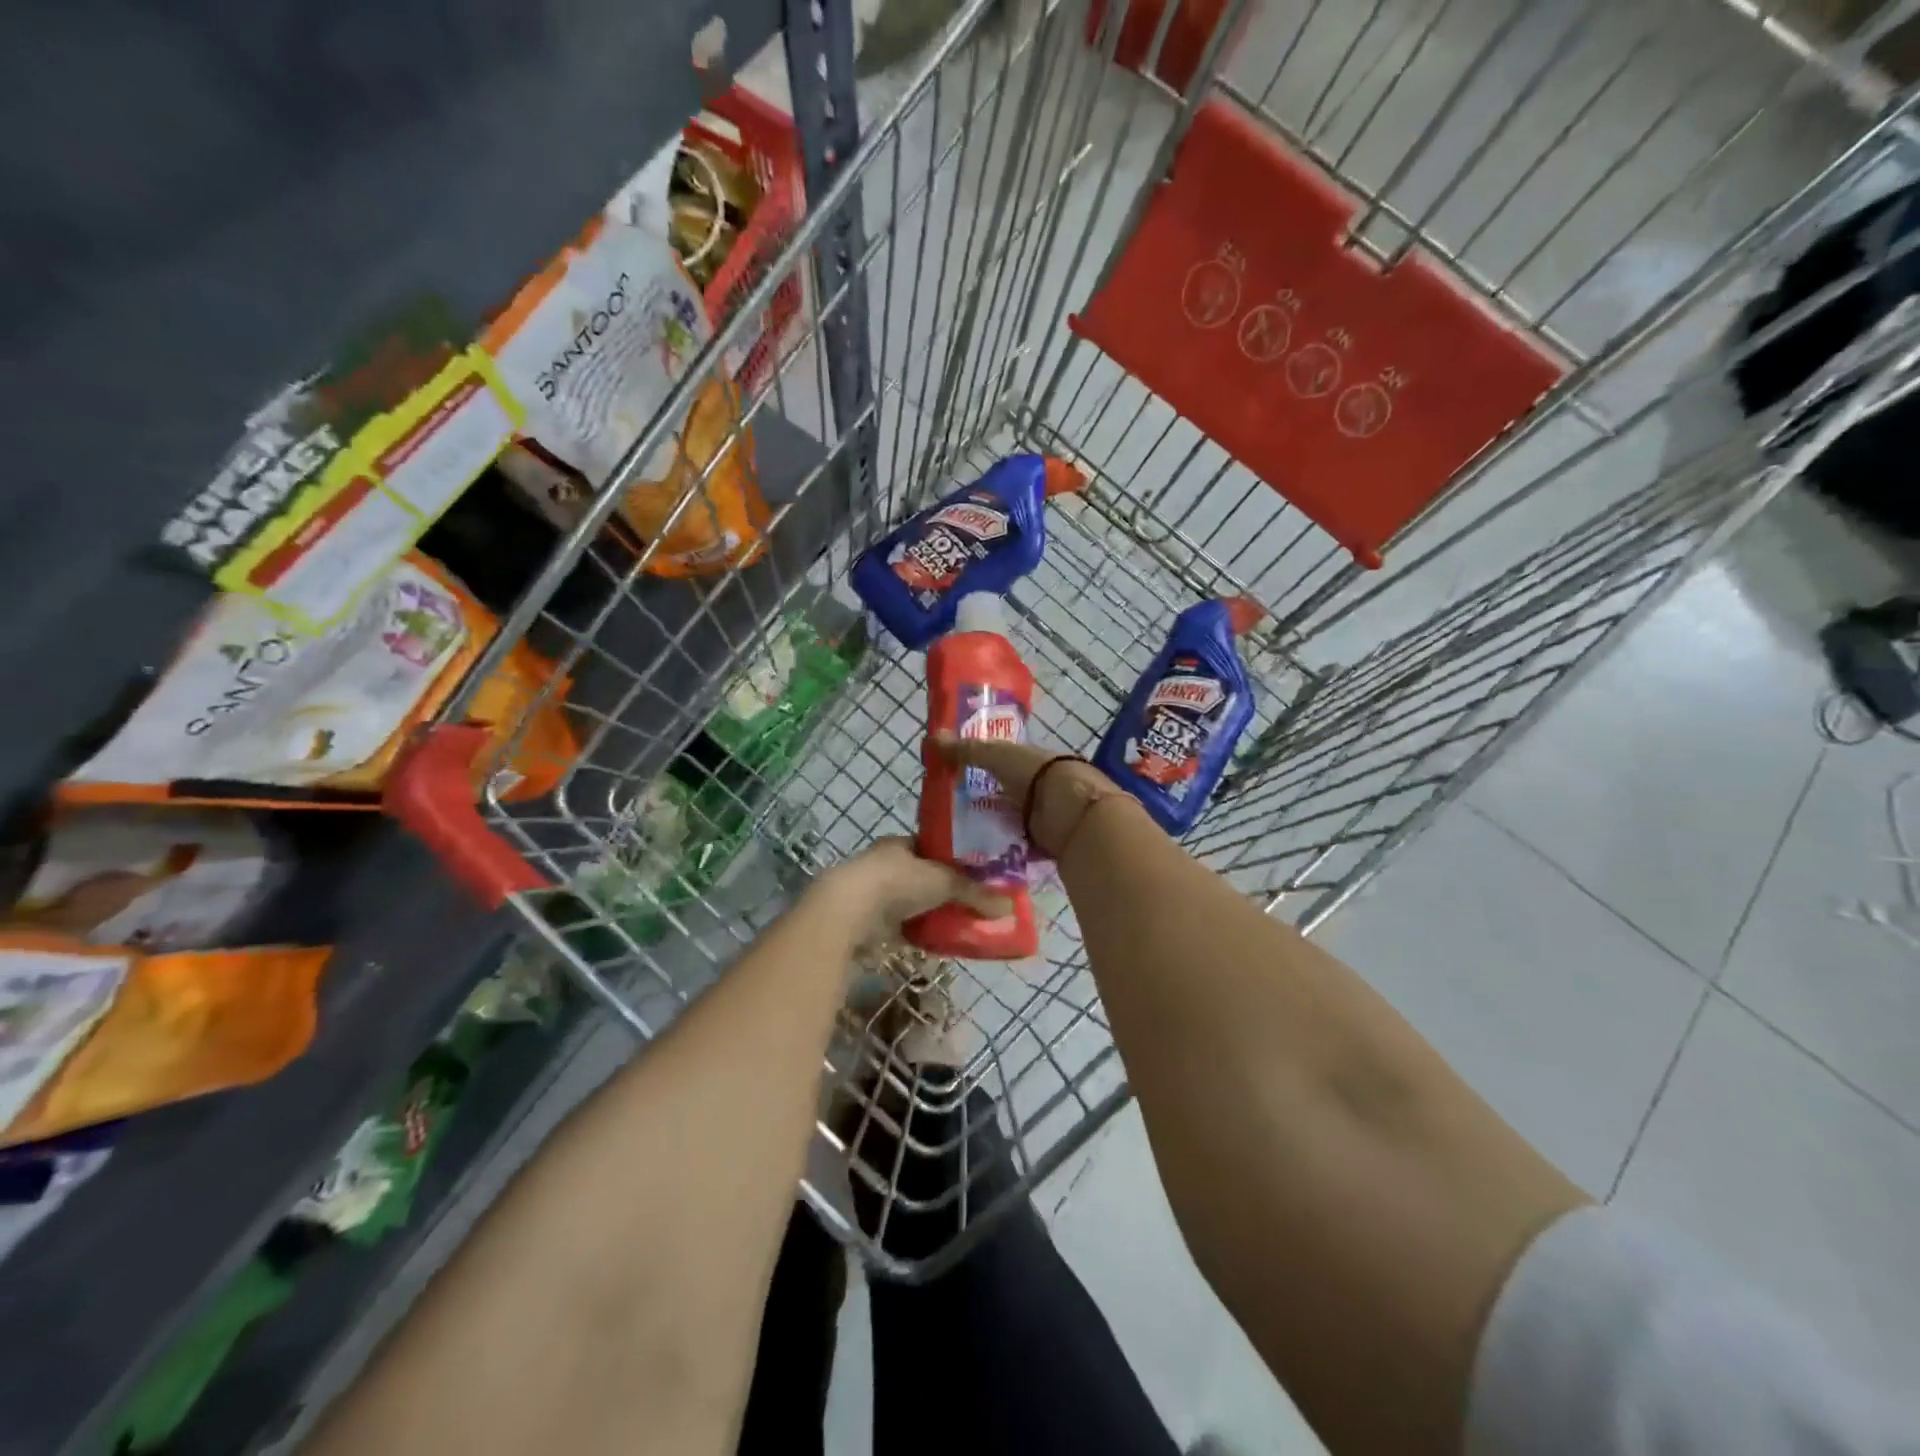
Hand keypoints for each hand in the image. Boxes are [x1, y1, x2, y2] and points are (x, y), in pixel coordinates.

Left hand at [813, 836, 1010, 941]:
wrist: (849, 911)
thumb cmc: (898, 882)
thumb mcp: (945, 882)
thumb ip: (976, 893)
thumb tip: (1010, 905)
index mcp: (901, 844)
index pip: (932, 847)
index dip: (954, 859)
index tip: (976, 873)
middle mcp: (886, 864)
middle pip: (923, 876)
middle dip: (944, 889)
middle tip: (973, 903)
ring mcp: (875, 894)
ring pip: (913, 903)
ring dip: (932, 912)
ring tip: (961, 924)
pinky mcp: (869, 923)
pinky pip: (903, 927)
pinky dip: (920, 933)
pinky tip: (939, 942)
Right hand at [927, 731, 1120, 857]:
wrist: (1073, 813)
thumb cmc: (1037, 775)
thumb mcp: (997, 756)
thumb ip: (968, 750)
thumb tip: (930, 738)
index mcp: (1032, 761)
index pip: (1004, 763)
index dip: (982, 769)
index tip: (955, 781)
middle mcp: (1040, 788)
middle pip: (1006, 795)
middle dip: (984, 804)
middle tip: (950, 816)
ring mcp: (1045, 818)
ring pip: (1011, 822)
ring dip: (992, 830)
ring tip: (957, 841)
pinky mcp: (1046, 844)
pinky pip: (1019, 848)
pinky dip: (1003, 852)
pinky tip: (979, 858)